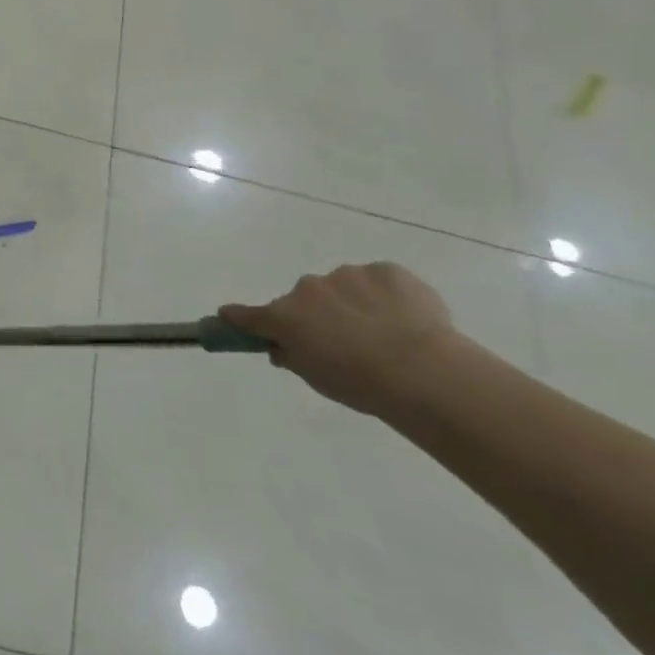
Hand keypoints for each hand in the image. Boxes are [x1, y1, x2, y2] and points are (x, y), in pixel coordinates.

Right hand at [220, 262, 469, 416]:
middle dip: (317, 314)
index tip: (229, 316)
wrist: (425, 371)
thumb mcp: (317, 380)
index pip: (248, 314)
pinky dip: (387, 296)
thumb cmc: (362, 384)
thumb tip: (282, 347)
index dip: (238, 316)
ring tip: (387, 334)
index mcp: (285, 316)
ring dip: (353, 303)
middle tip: (344, 342)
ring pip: (343, 287)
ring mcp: (347, 275)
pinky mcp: (385, 270)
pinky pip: (378, 281)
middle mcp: (308, 289)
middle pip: (305, 299)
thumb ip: (293, 358)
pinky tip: (407, 320)